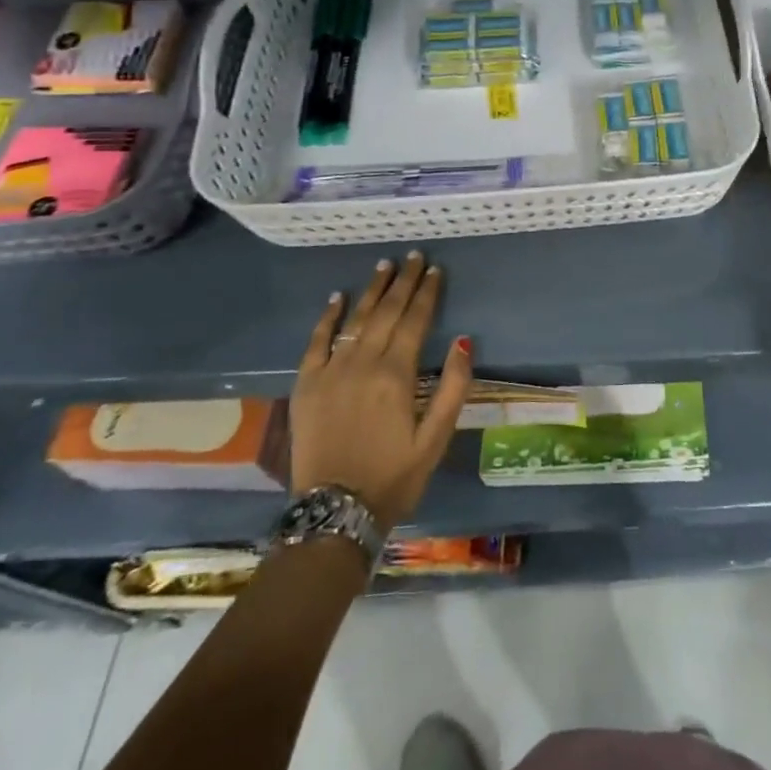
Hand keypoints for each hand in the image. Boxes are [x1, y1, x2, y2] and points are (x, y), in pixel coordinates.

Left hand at [288, 251, 473, 530]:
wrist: (334, 513)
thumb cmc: (393, 476)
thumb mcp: (436, 438)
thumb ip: (453, 387)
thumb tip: (464, 340)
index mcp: (396, 375)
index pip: (415, 320)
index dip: (427, 293)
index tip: (436, 269)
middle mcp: (363, 364)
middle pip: (386, 312)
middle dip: (403, 282)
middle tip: (414, 256)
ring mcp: (330, 372)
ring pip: (355, 320)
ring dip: (371, 290)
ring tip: (384, 265)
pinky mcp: (306, 385)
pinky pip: (316, 342)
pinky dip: (328, 317)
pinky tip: (338, 297)